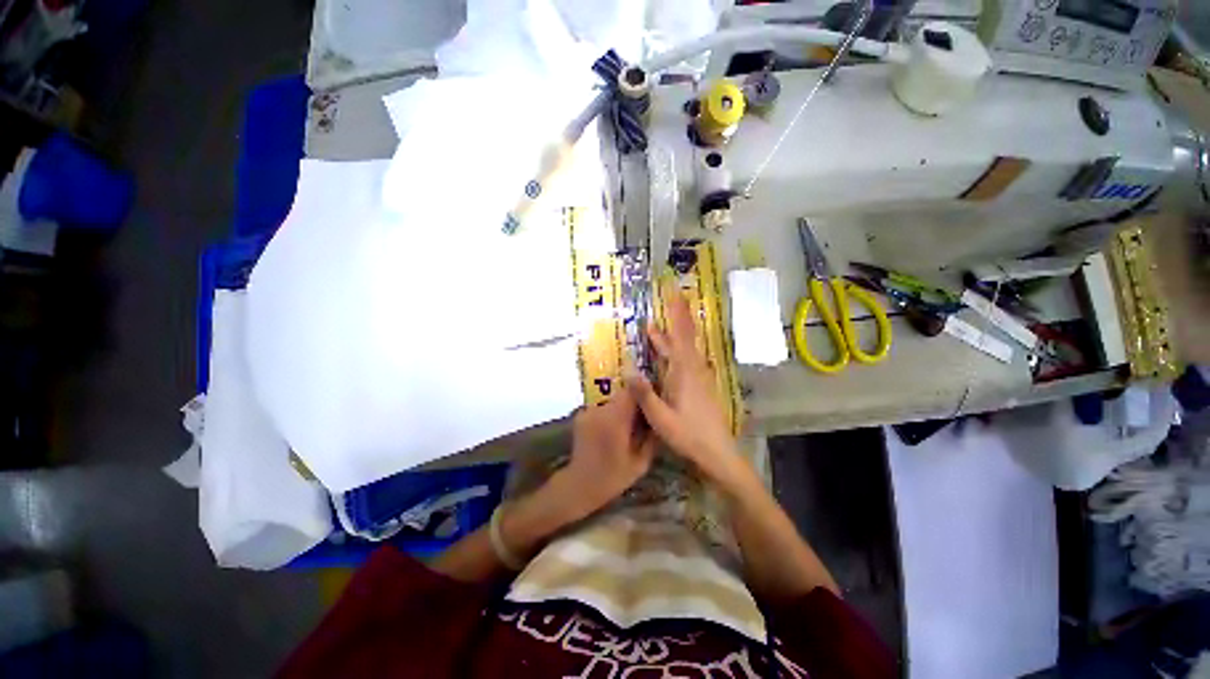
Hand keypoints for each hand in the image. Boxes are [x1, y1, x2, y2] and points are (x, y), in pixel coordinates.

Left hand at [555, 388, 655, 518]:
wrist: (579, 484)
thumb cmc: (613, 477)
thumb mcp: (641, 462)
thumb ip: (652, 437)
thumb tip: (661, 417)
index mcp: (615, 420)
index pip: (632, 390)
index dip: (644, 390)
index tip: (654, 397)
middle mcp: (600, 410)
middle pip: (622, 394)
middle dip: (635, 400)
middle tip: (643, 415)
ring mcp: (588, 411)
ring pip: (612, 400)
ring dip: (622, 407)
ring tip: (628, 424)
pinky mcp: (581, 414)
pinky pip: (602, 407)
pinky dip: (610, 413)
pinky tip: (612, 429)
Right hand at [627, 282, 745, 484]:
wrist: (717, 452)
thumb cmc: (689, 435)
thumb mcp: (660, 418)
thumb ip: (644, 394)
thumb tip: (627, 369)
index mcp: (684, 372)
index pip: (680, 335)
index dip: (677, 312)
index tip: (674, 292)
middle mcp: (693, 368)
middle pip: (683, 336)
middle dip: (675, 316)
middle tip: (666, 299)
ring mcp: (697, 376)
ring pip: (682, 348)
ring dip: (669, 335)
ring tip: (652, 327)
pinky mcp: (697, 384)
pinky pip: (683, 360)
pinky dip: (672, 351)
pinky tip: (664, 354)